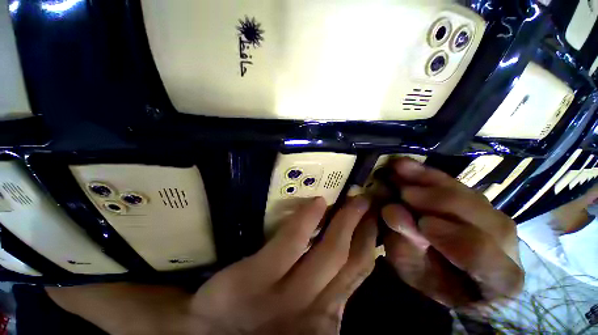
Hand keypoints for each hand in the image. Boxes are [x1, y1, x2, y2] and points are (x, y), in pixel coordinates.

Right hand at [48, 197, 377, 334]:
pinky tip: (370, 234)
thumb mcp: (150, 324)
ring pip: (349, 270)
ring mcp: (318, 316)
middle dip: (346, 225)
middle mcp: (286, 309)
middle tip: (359, 194)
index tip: (317, 199)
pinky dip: (365, 257)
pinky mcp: (334, 320)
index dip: (300, 230)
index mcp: (239, 302)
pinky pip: (357, 281)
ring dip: (361, 236)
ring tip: (369, 207)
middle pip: (326, 259)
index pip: (278, 258)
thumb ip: (119, 305)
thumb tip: (66, 284)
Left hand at [192, 197, 376, 333]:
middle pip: (350, 260)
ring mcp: (286, 297)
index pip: (357, 273)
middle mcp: (315, 308)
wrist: (206, 334)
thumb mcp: (302, 313)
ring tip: (354, 198)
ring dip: (346, 221)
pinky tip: (318, 202)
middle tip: (367, 201)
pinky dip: (307, 222)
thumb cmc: (257, 323)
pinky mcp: (255, 279)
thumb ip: (325, 292)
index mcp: (326, 314)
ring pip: (329, 253)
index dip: (370, 243)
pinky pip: (290, 243)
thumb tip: (346, 257)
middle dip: (364, 227)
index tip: (373, 219)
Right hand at [380, 158, 522, 309]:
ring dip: (432, 181)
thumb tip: (393, 212)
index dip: (456, 239)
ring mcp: (497, 220)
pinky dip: (429, 175)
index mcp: (498, 282)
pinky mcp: (479, 203)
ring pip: (472, 196)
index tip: (421, 224)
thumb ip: (407, 243)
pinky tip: (408, 165)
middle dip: (441, 202)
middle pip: (487, 220)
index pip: (488, 260)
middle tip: (403, 191)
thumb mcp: (413, 268)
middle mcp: (509, 248)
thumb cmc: (427, 278)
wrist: (443, 272)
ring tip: (400, 168)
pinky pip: (457, 185)